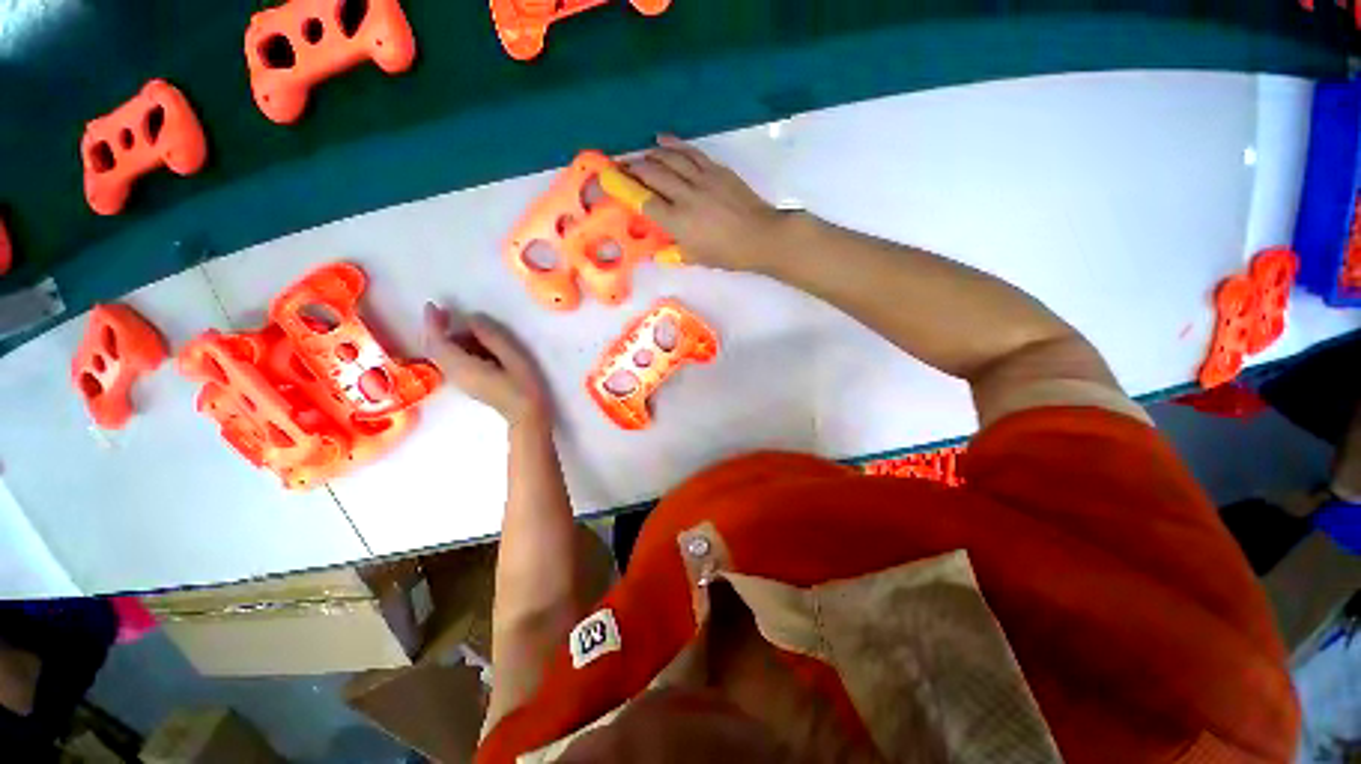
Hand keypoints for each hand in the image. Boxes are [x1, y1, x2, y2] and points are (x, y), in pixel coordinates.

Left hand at [424, 303, 548, 427]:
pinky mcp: (469, 383)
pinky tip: (479, 345)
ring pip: (444, 355)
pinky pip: (453, 361)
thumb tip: (473, 318)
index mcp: (465, 368)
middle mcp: (456, 375)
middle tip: (449, 312)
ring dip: (452, 338)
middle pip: (435, 349)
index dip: (432, 323)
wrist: (528, 416)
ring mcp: (461, 381)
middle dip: (438, 329)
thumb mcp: (514, 358)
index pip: (438, 343)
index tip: (433, 305)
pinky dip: (458, 348)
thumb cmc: (525, 387)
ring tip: (477, 330)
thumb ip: (492, 337)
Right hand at [626, 135, 790, 271]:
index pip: (644, 201)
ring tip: (640, 155)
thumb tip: (658, 251)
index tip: (611, 181)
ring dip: (650, 154)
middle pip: (652, 174)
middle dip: (632, 168)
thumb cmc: (728, 254)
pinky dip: (673, 144)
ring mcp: (701, 178)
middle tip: (621, 167)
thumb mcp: (697, 258)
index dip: (625, 190)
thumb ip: (674, 251)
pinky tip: (661, 140)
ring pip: (669, 158)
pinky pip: (690, 152)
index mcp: (678, 222)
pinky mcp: (716, 169)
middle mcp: (685, 196)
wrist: (761, 236)